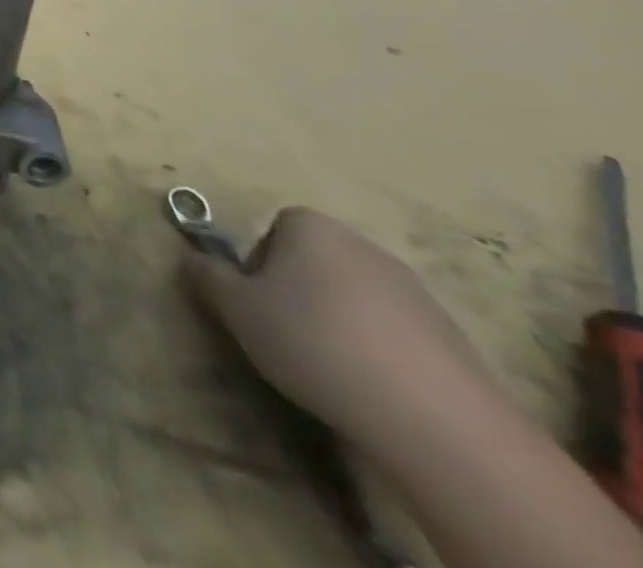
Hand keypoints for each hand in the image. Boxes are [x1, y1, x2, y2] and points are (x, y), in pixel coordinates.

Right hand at [183, 207, 491, 456]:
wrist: (430, 415)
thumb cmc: (312, 340)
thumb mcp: (237, 309)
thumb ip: (208, 276)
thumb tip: (191, 257)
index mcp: (309, 225)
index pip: (274, 231)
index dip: (260, 267)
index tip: (259, 306)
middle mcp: (361, 243)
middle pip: (316, 261)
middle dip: (301, 292)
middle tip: (288, 335)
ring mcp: (413, 289)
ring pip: (356, 297)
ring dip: (341, 323)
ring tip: (333, 368)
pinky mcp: (451, 336)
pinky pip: (396, 333)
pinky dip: (381, 352)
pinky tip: (375, 388)